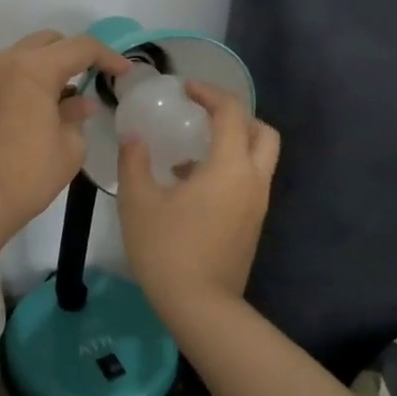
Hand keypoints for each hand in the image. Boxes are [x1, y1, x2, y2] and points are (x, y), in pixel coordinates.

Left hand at [0, 30, 130, 235]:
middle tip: (92, 78)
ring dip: (46, 67)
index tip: (124, 72)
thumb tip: (81, 102)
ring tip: (63, 96)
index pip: (79, 48)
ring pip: (23, 55)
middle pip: (47, 42)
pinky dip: (24, 80)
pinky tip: (35, 109)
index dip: (107, 56)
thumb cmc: (26, 175)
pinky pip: (4, 74)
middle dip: (74, 55)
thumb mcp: (68, 148)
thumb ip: (77, 116)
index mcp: (32, 69)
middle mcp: (4, 62)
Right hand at [117, 81, 279, 318]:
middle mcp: (252, 180)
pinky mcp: (252, 224)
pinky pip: (249, 181)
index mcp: (229, 167)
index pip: (231, 113)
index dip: (209, 93)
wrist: (200, 306)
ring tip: (192, 149)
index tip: (185, 89)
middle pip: (263, 132)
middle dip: (236, 115)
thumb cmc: (166, 248)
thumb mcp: (138, 200)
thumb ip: (134, 160)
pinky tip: (191, 184)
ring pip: (259, 158)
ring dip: (234, 143)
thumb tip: (134, 136)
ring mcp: (257, 205)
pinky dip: (230, 168)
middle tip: (203, 114)